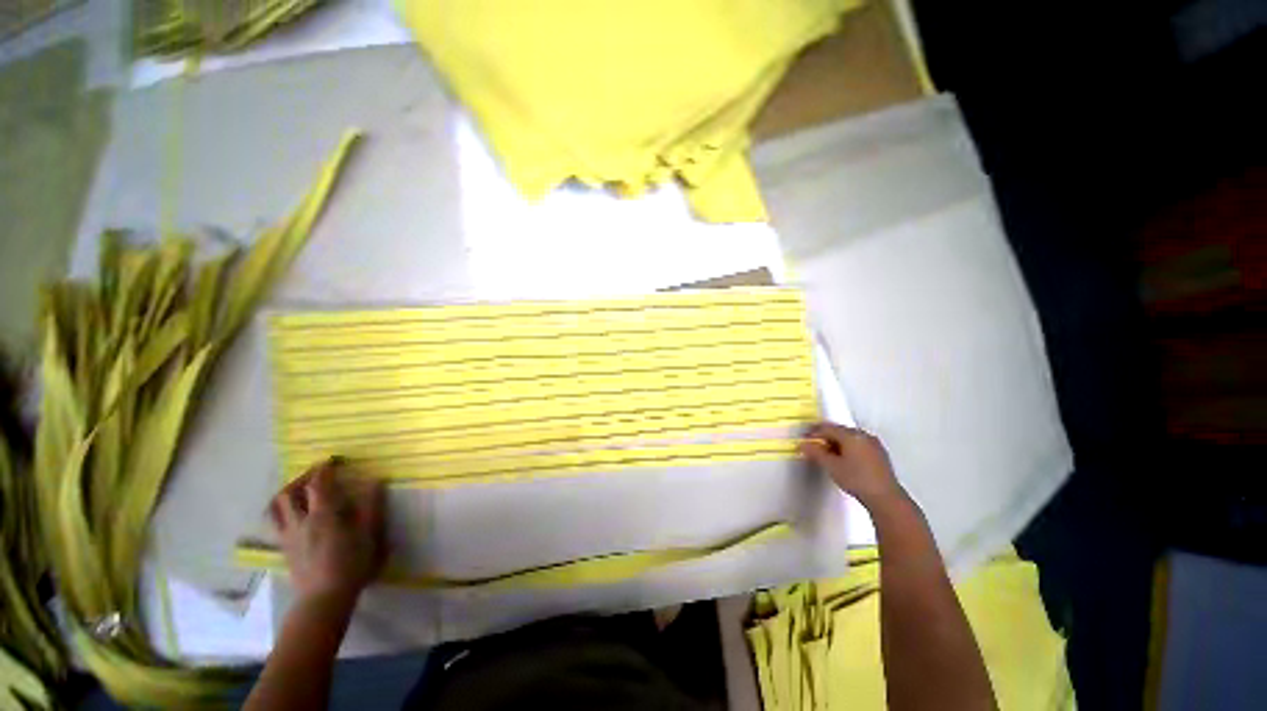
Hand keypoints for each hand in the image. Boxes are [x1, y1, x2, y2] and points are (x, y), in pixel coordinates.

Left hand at [269, 459, 386, 602]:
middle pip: (288, 493)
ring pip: (275, 508)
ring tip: (300, 490)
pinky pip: (276, 522)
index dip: (324, 469)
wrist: (324, 599)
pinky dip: (282, 510)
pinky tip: (295, 513)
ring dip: (286, 493)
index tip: (334, 460)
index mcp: (322, 516)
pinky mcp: (284, 548)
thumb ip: (371, 506)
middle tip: (317, 473)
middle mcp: (299, 522)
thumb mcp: (369, 535)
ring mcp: (288, 536)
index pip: (318, 484)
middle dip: (301, 478)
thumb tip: (375, 481)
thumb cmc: (352, 565)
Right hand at [800, 422, 905, 510]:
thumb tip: (803, 444)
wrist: (885, 497)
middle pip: (839, 431)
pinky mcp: (879, 453)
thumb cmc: (856, 479)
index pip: (827, 428)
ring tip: (827, 454)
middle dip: (825, 437)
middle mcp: (863, 435)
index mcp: (851, 435)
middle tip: (814, 446)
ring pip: (849, 437)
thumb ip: (815, 453)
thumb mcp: (831, 466)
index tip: (803, 439)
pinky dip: (847, 447)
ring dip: (836, 442)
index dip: (813, 432)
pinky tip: (844, 459)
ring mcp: (873, 444)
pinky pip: (858, 444)